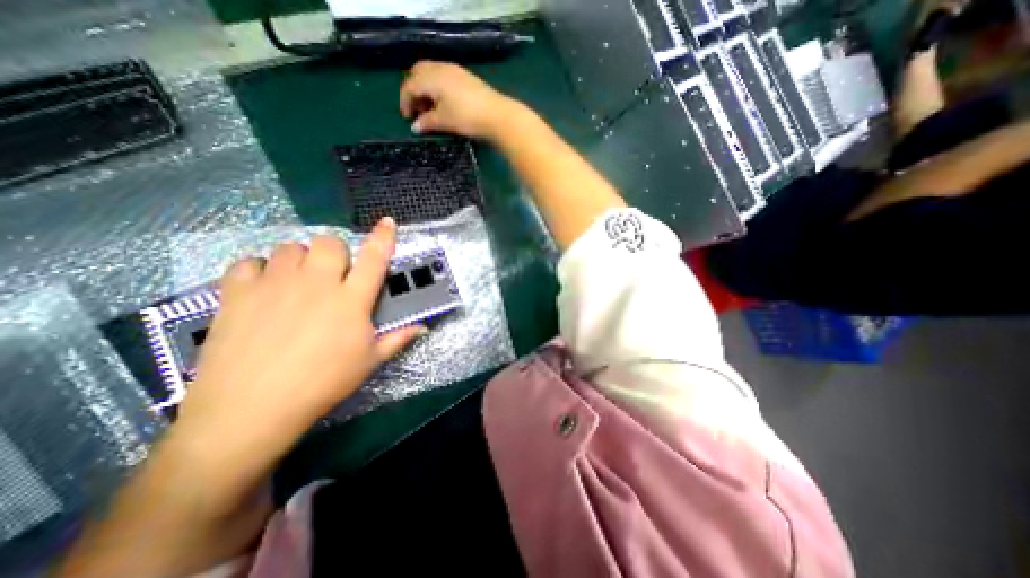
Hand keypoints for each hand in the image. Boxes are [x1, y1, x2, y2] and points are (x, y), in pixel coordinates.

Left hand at [176, 218, 422, 462]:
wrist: (252, 408)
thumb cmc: (323, 383)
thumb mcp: (369, 361)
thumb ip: (398, 338)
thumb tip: (423, 328)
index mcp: (351, 300)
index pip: (374, 259)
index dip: (383, 238)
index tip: (387, 222)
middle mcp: (317, 283)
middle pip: (329, 244)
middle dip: (336, 253)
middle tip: (333, 275)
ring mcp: (275, 284)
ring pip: (291, 248)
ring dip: (301, 260)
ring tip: (298, 282)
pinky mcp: (238, 292)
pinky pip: (249, 262)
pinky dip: (259, 269)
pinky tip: (263, 288)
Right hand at [398, 59, 520, 136]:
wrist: (497, 115)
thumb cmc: (466, 118)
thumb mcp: (444, 121)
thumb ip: (427, 122)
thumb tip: (415, 127)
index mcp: (431, 77)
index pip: (410, 85)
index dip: (405, 101)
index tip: (408, 118)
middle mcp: (441, 68)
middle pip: (418, 73)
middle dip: (414, 91)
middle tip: (418, 110)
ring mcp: (455, 70)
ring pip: (432, 74)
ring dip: (427, 90)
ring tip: (432, 110)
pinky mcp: (466, 77)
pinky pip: (444, 77)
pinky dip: (438, 89)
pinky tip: (445, 104)